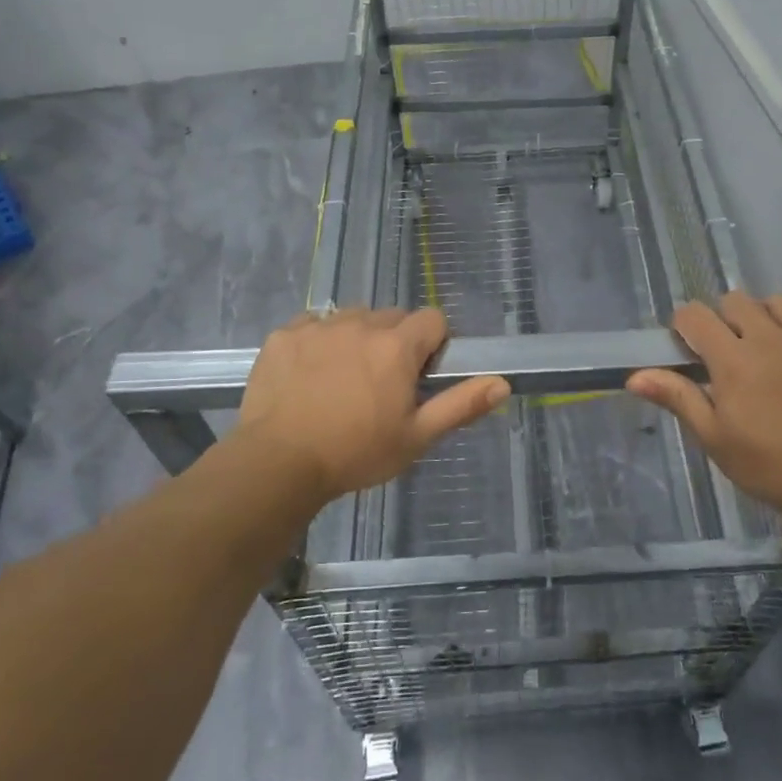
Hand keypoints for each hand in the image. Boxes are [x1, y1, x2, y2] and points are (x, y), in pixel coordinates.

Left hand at [233, 307, 508, 502]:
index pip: (432, 319)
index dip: (432, 344)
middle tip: (381, 384)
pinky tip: (309, 375)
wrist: (278, 463)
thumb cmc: (355, 453)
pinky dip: (318, 342)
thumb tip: (503, 383)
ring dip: (357, 338)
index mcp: (397, 346)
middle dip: (395, 342)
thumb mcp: (416, 437)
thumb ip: (460, 405)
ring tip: (343, 380)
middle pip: (391, 317)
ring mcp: (319, 326)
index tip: (419, 375)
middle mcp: (360, 324)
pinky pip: (313, 325)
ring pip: (352, 318)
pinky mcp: (284, 335)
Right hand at [627, 293, 781, 522]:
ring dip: (767, 314)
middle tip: (729, 350)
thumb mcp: (714, 438)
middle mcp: (769, 338)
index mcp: (732, 360)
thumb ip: (678, 398)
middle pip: (736, 301)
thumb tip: (634, 376)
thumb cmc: (769, 466)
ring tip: (769, 342)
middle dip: (724, 318)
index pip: (695, 315)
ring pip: (781, 300)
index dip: (685, 324)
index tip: (688, 345)